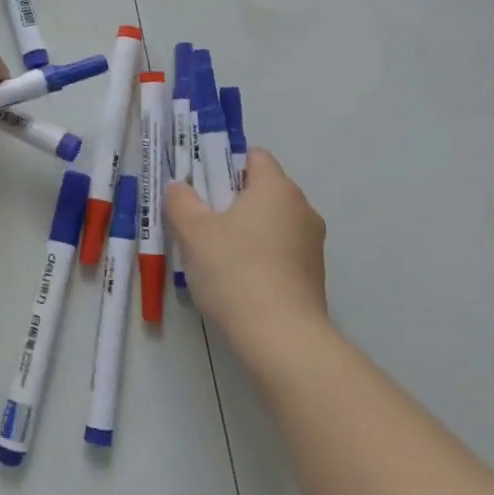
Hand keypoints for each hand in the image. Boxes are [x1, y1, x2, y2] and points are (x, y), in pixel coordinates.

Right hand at [166, 148, 330, 369]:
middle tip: (199, 222)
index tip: (201, 188)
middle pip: (261, 189)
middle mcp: (302, 207)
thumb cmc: (235, 272)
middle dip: (230, 200)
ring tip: (215, 257)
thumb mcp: (194, 233)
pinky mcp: (314, 274)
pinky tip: (238, 281)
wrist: (282, 339)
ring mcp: (312, 243)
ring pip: (270, 222)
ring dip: (244, 230)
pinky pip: (280, 250)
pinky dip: (259, 255)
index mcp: (276, 188)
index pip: (253, 156)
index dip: (223, 164)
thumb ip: (181, 201)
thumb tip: (179, 186)